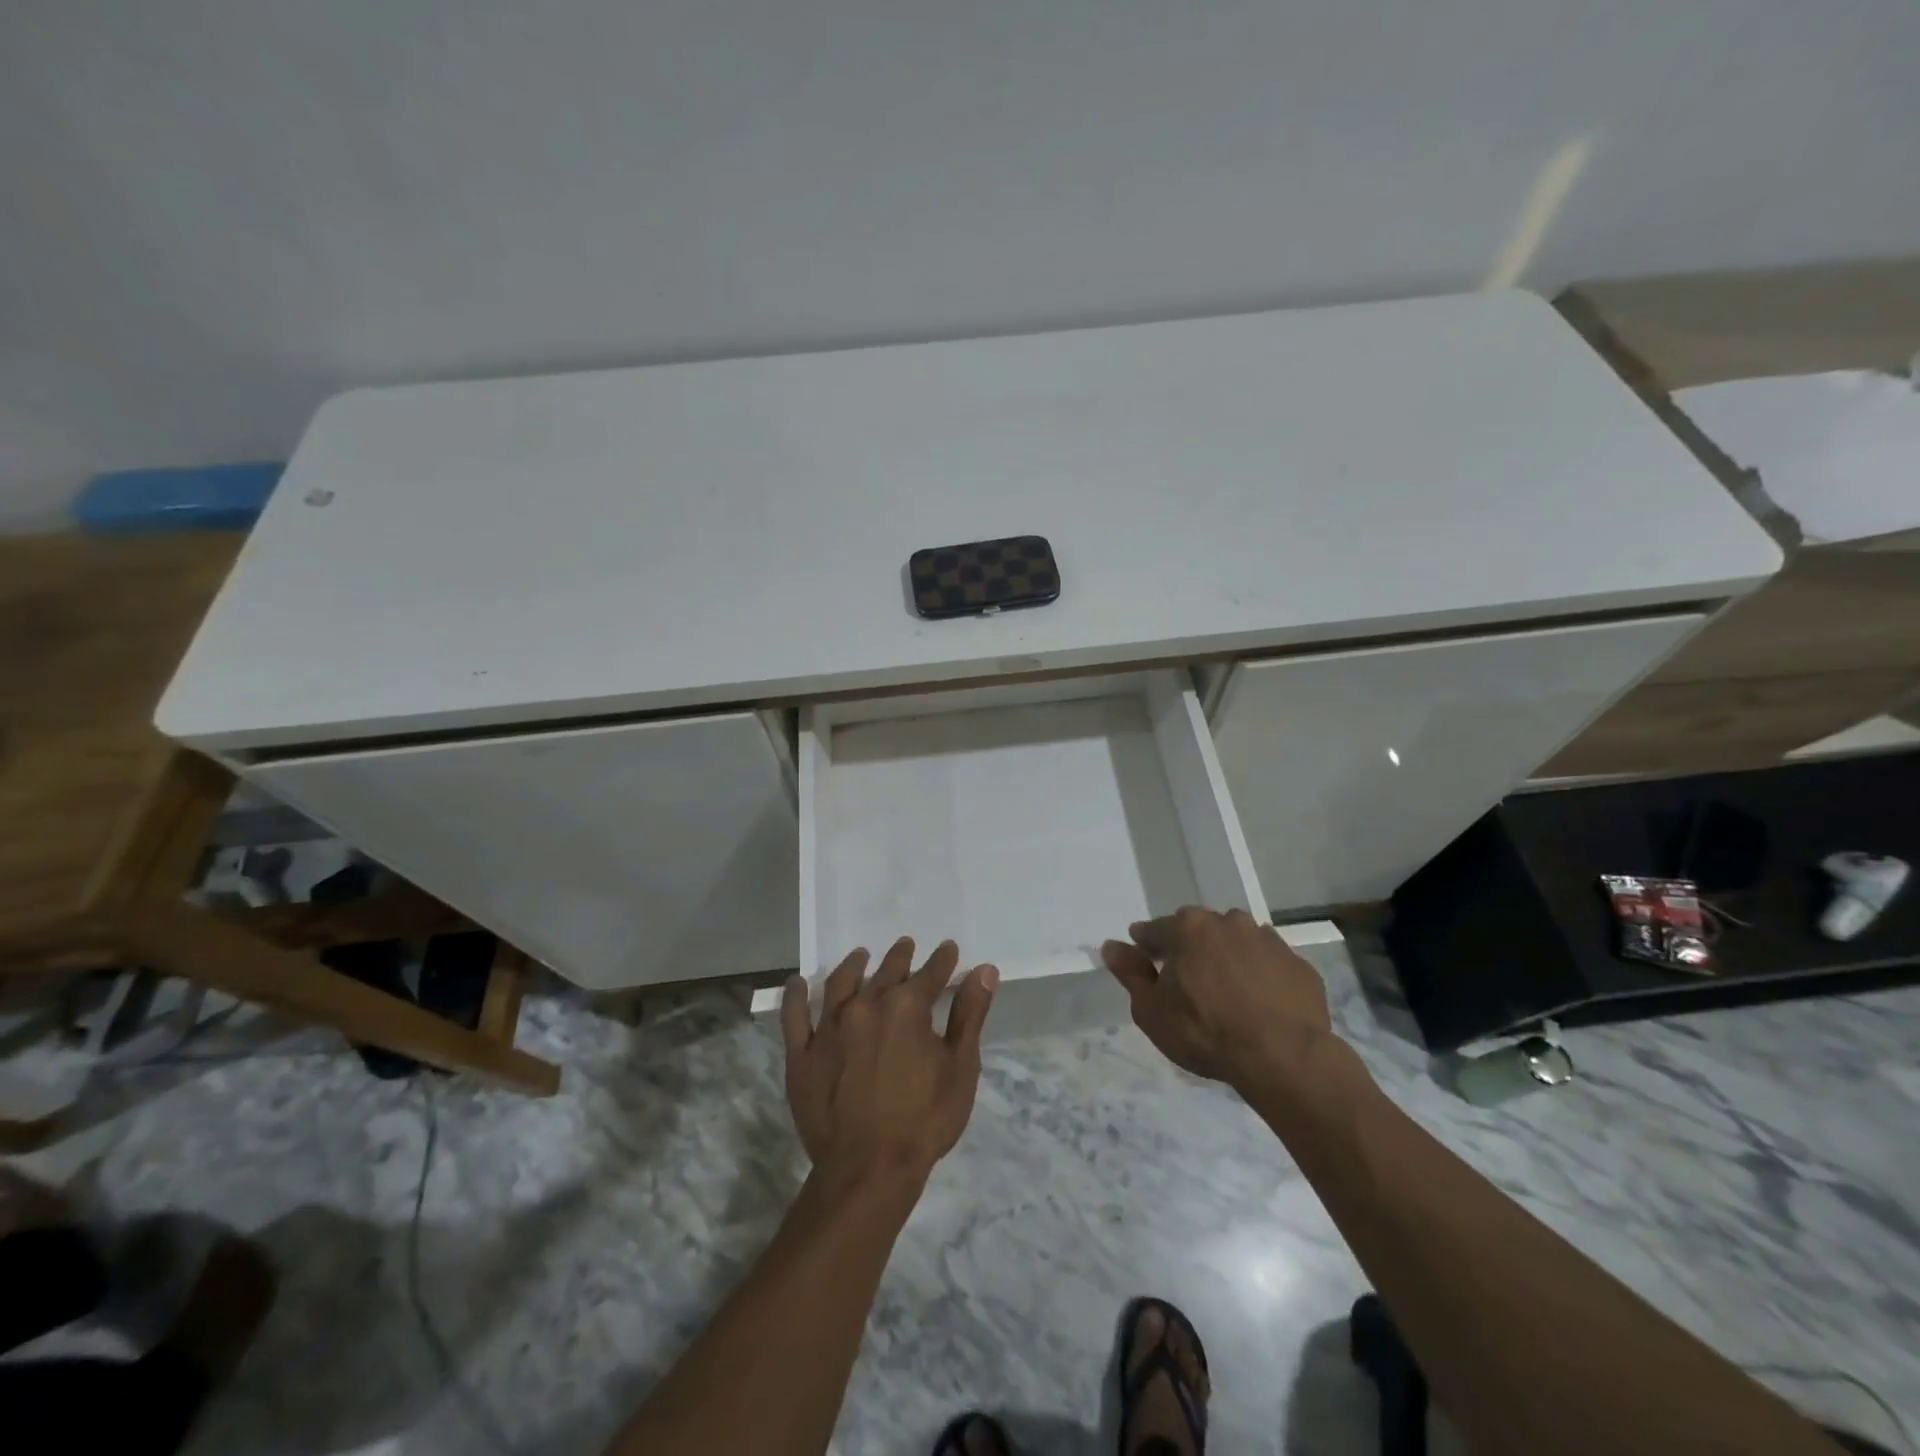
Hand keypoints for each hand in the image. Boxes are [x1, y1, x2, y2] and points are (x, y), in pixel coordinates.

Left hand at [782, 937, 997, 1186]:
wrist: (868, 1170)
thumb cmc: (924, 1121)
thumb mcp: (960, 1068)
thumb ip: (970, 1015)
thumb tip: (985, 970)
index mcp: (906, 1007)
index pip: (930, 973)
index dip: (942, 961)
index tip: (948, 950)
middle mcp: (865, 1005)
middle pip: (886, 972)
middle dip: (900, 958)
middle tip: (906, 946)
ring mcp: (829, 1028)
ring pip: (841, 983)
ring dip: (854, 966)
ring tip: (861, 956)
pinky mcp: (801, 1054)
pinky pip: (794, 1016)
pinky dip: (795, 995)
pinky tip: (798, 983)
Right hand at [1102, 906, 1334, 1087]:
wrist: (1283, 1057)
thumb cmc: (1205, 1032)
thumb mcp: (1152, 1010)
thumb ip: (1130, 974)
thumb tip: (1111, 946)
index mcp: (1187, 928)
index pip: (1154, 929)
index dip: (1146, 946)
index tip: (1145, 964)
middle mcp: (1227, 922)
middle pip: (1198, 929)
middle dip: (1189, 947)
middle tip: (1188, 981)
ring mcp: (1267, 940)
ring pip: (1237, 941)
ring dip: (1227, 957)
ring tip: (1226, 992)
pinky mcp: (1298, 964)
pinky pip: (1269, 963)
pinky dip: (1260, 975)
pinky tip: (1259, 1003)